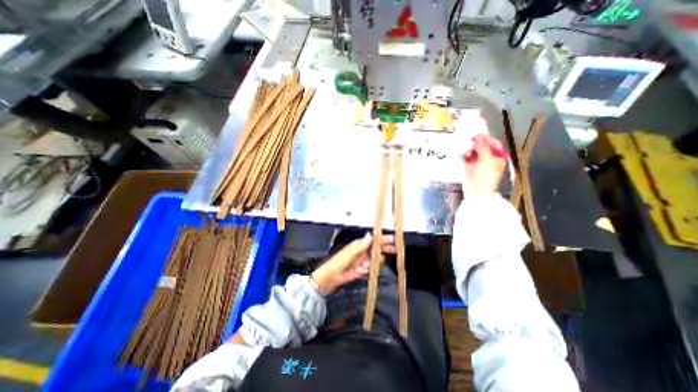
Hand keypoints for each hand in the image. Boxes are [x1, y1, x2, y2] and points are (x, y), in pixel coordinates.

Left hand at [310, 232, 391, 293]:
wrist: (332, 277)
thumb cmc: (340, 262)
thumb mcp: (351, 252)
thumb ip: (362, 245)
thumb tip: (370, 235)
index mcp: (359, 245)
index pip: (373, 240)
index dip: (382, 239)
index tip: (392, 239)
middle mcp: (362, 251)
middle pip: (376, 248)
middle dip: (384, 249)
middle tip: (394, 250)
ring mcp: (362, 260)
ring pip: (374, 259)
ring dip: (372, 263)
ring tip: (364, 266)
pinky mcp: (361, 269)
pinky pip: (369, 268)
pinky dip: (366, 270)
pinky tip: (359, 271)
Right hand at [463, 135, 507, 195]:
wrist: (476, 191)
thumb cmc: (485, 177)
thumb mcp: (486, 159)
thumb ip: (482, 147)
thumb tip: (478, 136)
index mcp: (497, 157)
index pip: (493, 143)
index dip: (486, 138)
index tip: (477, 136)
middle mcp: (488, 159)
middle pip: (482, 147)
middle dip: (476, 144)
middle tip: (470, 142)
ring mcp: (478, 163)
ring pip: (474, 152)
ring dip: (470, 150)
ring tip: (468, 151)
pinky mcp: (469, 167)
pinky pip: (467, 158)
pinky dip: (466, 155)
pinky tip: (465, 155)